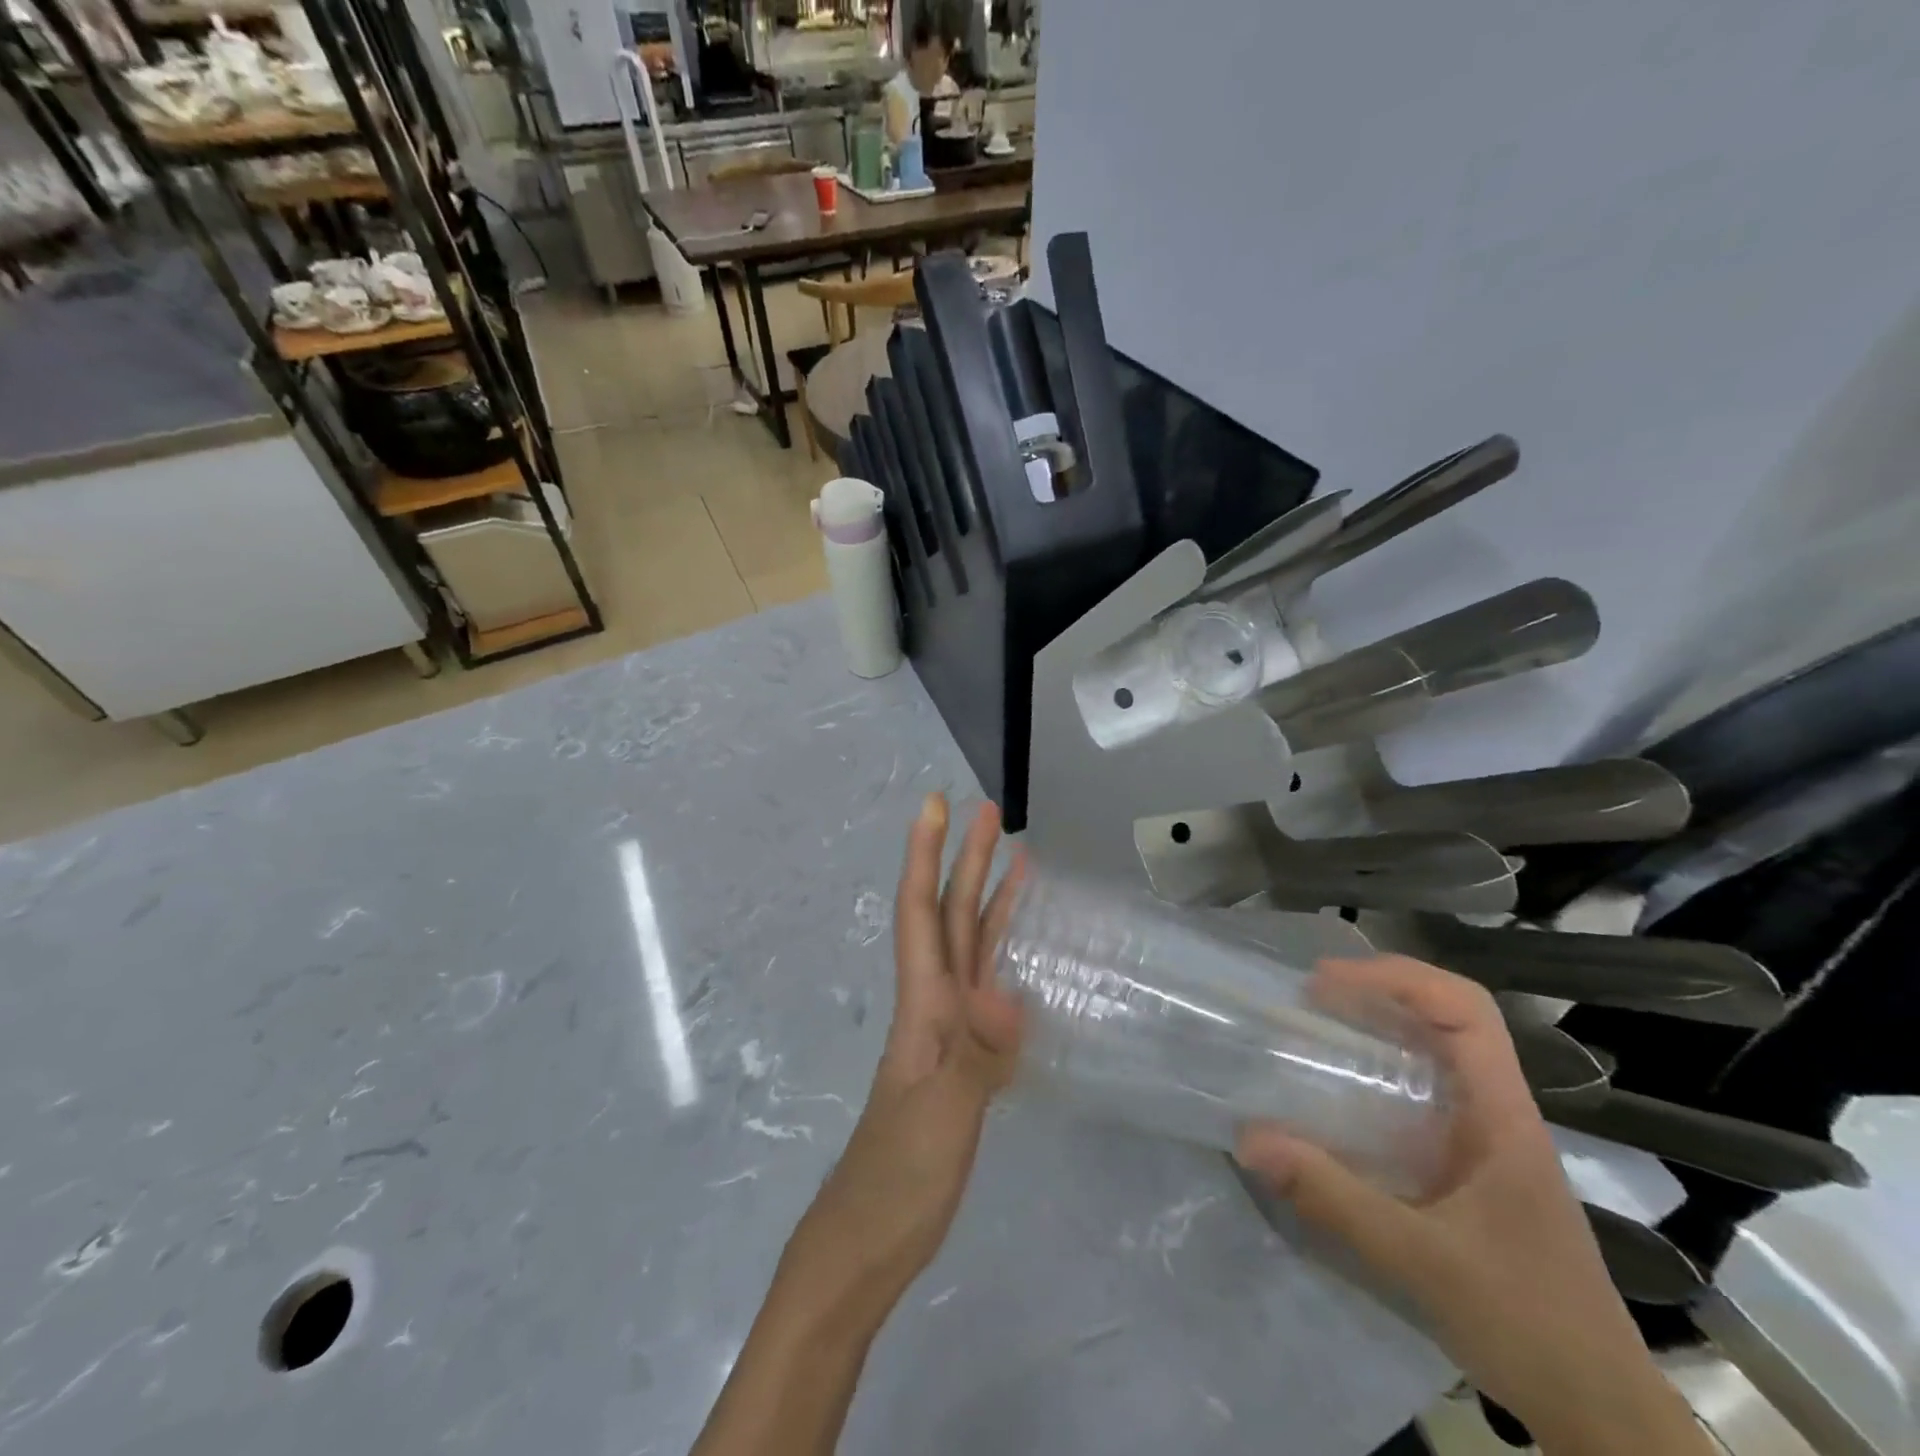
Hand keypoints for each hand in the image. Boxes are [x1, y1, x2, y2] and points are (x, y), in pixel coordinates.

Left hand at [782, 793, 1024, 1322]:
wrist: (873, 1239)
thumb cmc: (900, 1177)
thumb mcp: (942, 1116)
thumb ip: (976, 1054)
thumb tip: (1008, 992)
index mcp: (922, 1003)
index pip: (921, 912)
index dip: (926, 855)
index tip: (936, 804)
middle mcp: (933, 1003)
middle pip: (949, 916)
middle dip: (964, 859)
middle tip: (989, 812)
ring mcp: (949, 1031)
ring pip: (969, 947)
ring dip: (987, 898)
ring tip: (1016, 859)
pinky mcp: (966, 1059)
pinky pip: (988, 990)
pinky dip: (1003, 957)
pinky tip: (1020, 950)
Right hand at [1236, 956, 1709, 1455]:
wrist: (1598, 1410)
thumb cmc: (1528, 1321)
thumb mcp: (1422, 1260)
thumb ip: (1334, 1197)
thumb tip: (1249, 1138)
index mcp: (1503, 1114)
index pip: (1466, 1009)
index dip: (1398, 977)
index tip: (1330, 982)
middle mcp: (1497, 1112)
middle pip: (1447, 1018)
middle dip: (1379, 992)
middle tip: (1309, 998)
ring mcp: (1485, 1140)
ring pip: (1434, 1054)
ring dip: (1378, 1029)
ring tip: (1314, 1031)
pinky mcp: (1469, 1168)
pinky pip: (1421, 1096)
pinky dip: (1377, 1075)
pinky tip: (1337, 1099)